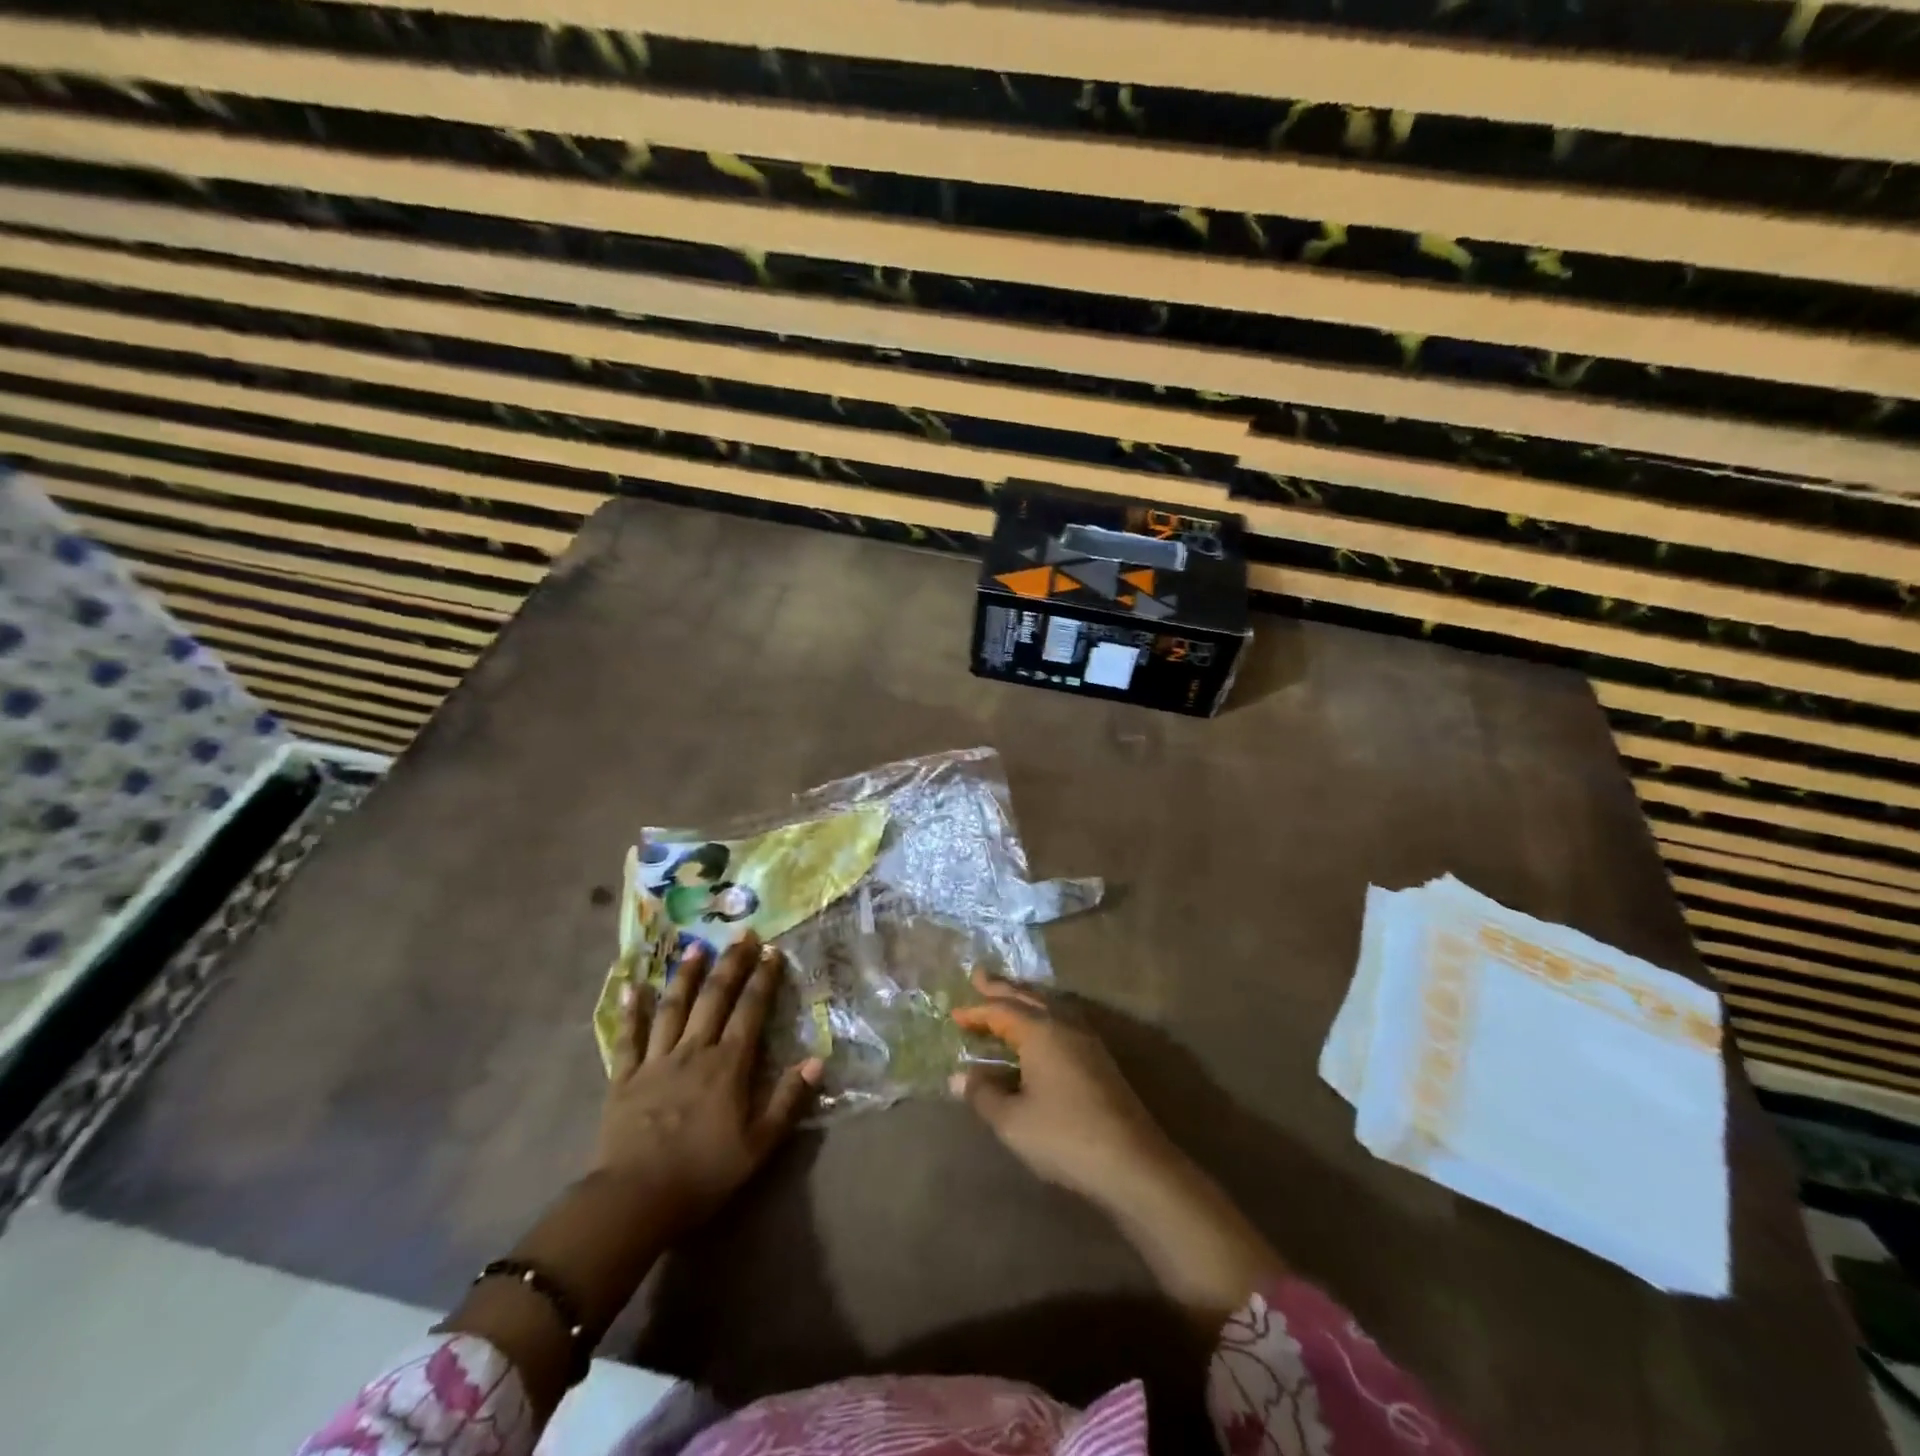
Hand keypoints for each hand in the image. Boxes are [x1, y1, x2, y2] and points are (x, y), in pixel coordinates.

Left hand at [597, 933, 822, 1235]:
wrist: (635, 1199)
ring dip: (686, 975)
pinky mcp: (624, 1077)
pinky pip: (628, 1037)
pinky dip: (631, 1011)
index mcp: (728, 1065)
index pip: (750, 1010)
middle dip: (731, 963)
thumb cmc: (703, 1173)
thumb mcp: (759, 1145)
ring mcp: (656, 1061)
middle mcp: (694, 1050)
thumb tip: (817, 1060)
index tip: (772, 951)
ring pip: (673, 1007)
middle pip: (714, 998)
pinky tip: (631, 987)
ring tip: (696, 946)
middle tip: (742, 934)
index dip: (763, 979)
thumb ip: (787, 1100)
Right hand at [949, 969, 1174, 1207]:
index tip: (954, 1014)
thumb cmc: (1064, 1136)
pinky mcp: (1099, 1058)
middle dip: (1002, 988)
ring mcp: (1086, 1039)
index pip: (1001, 1010)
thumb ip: (983, 1094)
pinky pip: (1062, 1020)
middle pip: (1028, 997)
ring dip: (1025, 998)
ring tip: (1007, 996)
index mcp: (1040, 1031)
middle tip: (979, 976)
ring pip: (1049, 1005)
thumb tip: (958, 1077)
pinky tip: (1040, 1029)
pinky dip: (1042, 1015)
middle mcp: (1064, 1024)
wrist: (1132, 1162)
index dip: (976, 1012)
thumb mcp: (1012, 1121)